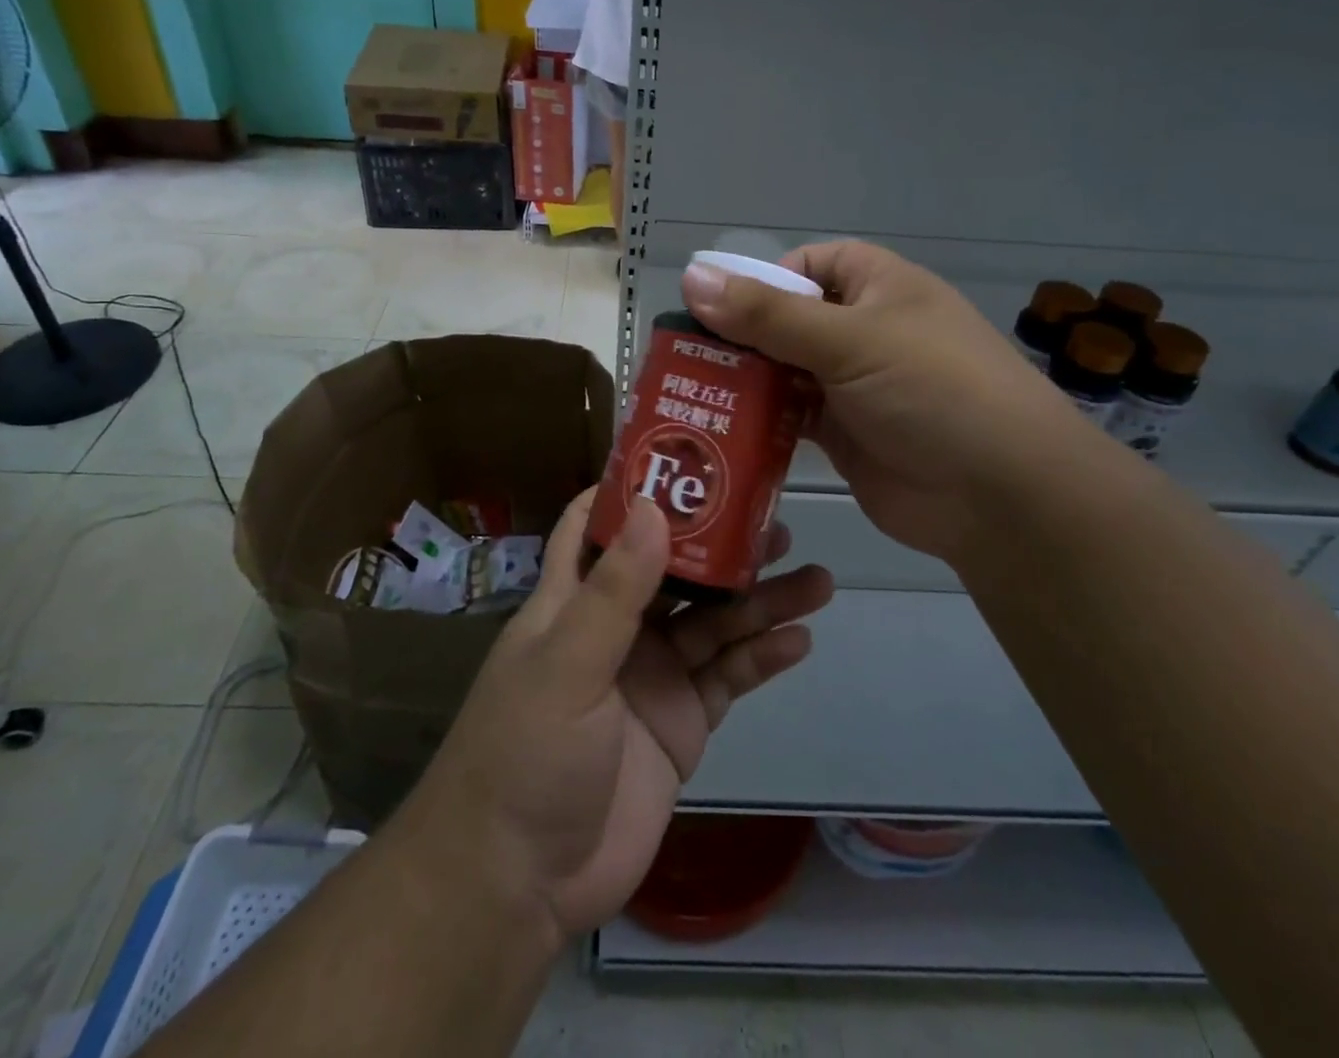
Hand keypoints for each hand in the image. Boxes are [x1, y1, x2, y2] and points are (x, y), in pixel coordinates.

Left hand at [397, 490, 832, 940]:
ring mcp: (653, 675)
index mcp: (573, 600)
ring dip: (761, 602)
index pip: (597, 526)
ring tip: (816, 578)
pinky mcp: (682, 723)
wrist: (522, 881)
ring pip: (715, 623)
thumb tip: (654, 505)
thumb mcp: (566, 664)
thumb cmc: (526, 754)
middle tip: (779, 521)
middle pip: (677, 571)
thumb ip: (614, 590)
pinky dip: (762, 658)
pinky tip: (800, 639)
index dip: (634, 490)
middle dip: (723, 546)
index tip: (684, 457)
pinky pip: (729, 678)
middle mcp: (617, 628)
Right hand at [682, 240, 1088, 561]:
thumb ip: (768, 315)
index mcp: (880, 288)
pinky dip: (760, 421)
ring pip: (785, 372)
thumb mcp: (851, 341)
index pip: (812, 265)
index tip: (721, 307)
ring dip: (745, 381)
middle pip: (789, 320)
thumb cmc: (933, 392)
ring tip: (687, 391)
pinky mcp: (843, 436)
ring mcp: (854, 387)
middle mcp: (865, 332)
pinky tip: (719, 428)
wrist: (1001, 498)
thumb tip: (692, 275)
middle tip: (682, 355)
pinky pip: (790, 418)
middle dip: (742, 335)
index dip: (767, 278)